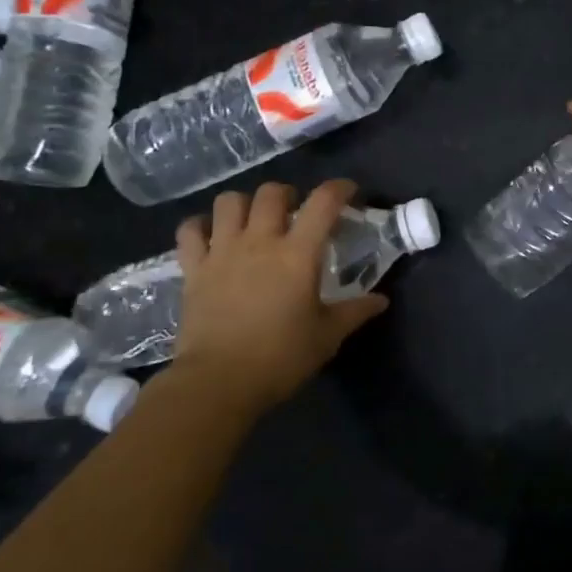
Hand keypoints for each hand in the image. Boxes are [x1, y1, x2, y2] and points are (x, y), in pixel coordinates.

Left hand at [169, 180, 387, 414]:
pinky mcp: (193, 269)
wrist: (217, 383)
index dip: (339, 188)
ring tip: (253, 220)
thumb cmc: (280, 358)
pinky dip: (200, 226)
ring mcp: (222, 252)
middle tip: (295, 212)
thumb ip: (355, 312)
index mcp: (298, 254)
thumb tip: (381, 300)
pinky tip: (212, 237)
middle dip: (288, 194)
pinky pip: (190, 230)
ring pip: (229, 201)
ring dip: (244, 204)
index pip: (323, 202)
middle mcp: (260, 241)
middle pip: (272, 193)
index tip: (348, 192)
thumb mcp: (327, 336)